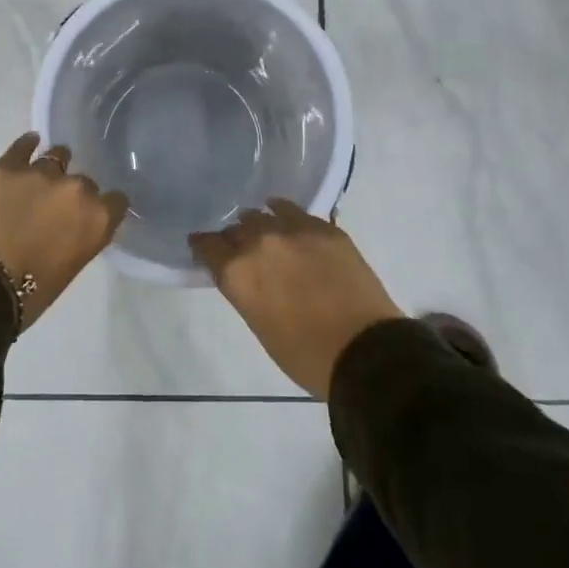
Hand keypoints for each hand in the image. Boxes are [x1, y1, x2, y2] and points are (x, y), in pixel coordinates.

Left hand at [0, 134, 128, 330]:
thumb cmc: (27, 294)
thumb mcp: (68, 269)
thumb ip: (79, 238)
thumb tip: (70, 228)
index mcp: (97, 220)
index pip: (116, 201)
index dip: (104, 208)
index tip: (92, 215)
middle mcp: (76, 189)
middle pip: (84, 182)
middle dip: (72, 195)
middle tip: (55, 210)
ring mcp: (41, 173)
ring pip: (57, 156)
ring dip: (53, 168)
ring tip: (39, 179)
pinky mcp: (7, 166)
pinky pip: (24, 145)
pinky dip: (27, 146)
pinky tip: (28, 146)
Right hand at [190, 200, 402, 399]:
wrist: (365, 351)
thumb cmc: (305, 355)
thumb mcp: (260, 326)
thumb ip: (246, 291)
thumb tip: (248, 276)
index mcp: (237, 272)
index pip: (207, 245)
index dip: (203, 246)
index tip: (204, 247)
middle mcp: (259, 242)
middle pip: (236, 228)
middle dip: (235, 238)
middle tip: (241, 249)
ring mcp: (293, 230)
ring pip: (264, 214)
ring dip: (260, 223)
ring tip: (265, 231)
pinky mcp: (324, 228)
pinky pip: (295, 212)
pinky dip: (285, 214)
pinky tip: (286, 217)